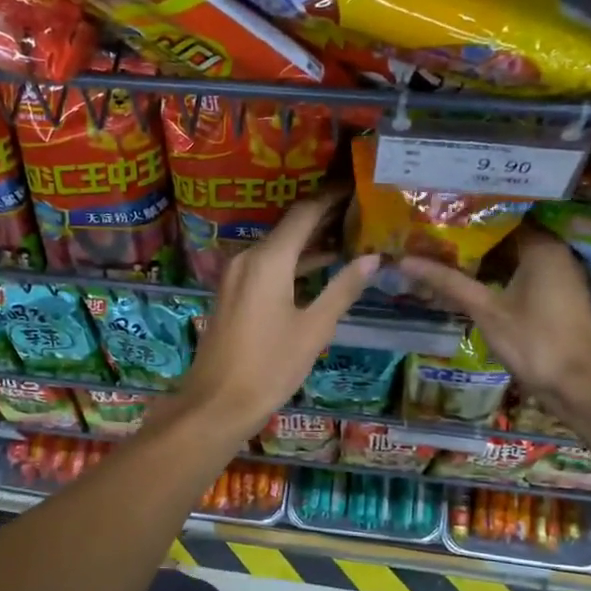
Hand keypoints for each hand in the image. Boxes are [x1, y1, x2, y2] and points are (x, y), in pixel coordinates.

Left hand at [172, 191, 379, 441]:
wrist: (217, 403)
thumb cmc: (270, 366)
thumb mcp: (314, 328)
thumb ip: (343, 289)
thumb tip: (373, 258)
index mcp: (269, 259)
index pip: (305, 213)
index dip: (332, 198)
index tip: (358, 187)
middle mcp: (249, 258)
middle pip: (290, 228)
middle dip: (325, 219)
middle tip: (362, 212)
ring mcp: (236, 276)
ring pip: (279, 248)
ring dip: (311, 244)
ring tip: (350, 237)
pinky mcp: (233, 294)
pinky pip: (267, 267)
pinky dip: (294, 264)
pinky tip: (320, 269)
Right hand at [397, 223, 590, 412]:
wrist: (577, 385)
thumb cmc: (533, 341)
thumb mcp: (485, 310)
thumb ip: (448, 282)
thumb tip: (405, 260)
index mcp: (542, 247)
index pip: (503, 215)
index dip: (470, 215)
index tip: (439, 214)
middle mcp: (556, 253)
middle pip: (508, 235)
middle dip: (473, 237)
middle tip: (434, 235)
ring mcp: (560, 275)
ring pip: (516, 256)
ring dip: (486, 258)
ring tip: (445, 253)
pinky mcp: (558, 295)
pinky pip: (525, 273)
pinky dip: (500, 274)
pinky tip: (472, 280)